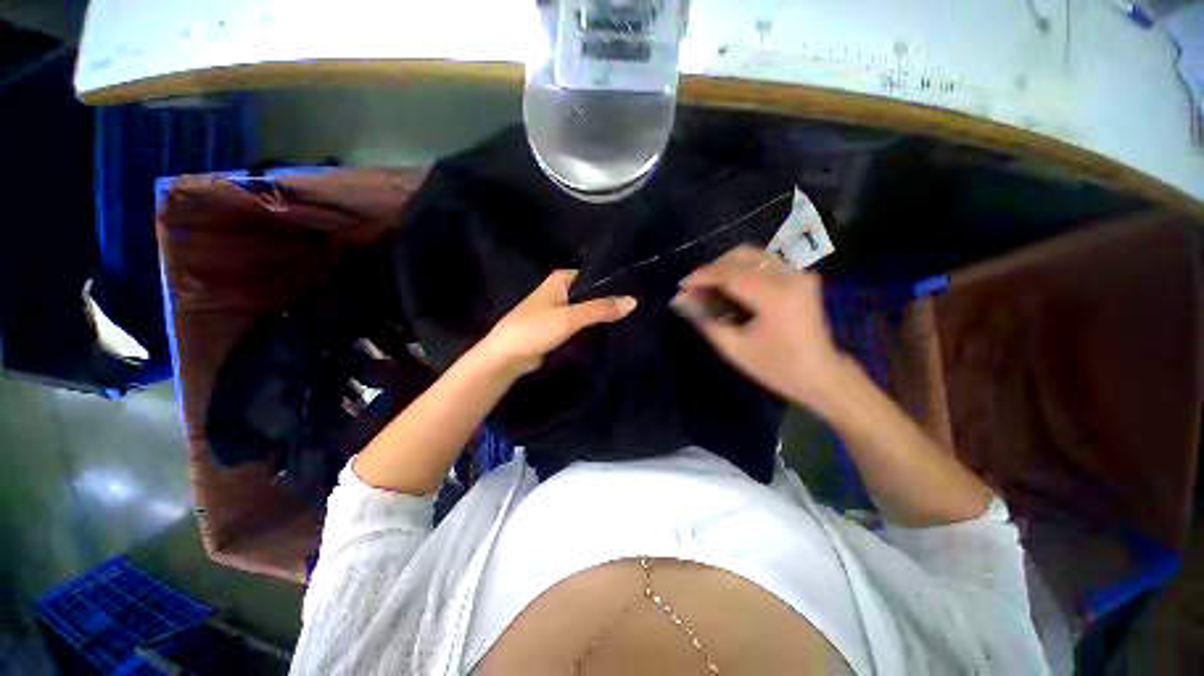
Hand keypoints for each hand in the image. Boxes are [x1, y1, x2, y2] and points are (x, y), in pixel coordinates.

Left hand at [474, 270, 637, 377]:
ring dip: (602, 315)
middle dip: (610, 301)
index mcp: (561, 279)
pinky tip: (612, 331)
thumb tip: (633, 302)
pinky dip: (593, 327)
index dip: (614, 282)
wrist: (507, 357)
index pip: (594, 275)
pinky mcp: (559, 328)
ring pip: (587, 310)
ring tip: (631, 318)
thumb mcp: (570, 317)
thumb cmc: (535, 329)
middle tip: (638, 307)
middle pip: (592, 293)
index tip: (637, 289)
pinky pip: (581, 324)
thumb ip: (600, 309)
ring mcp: (559, 310)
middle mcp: (561, 291)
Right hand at [672, 245, 845, 408]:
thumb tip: (680, 300)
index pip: (730, 273)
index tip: (682, 286)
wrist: (821, 374)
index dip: (702, 276)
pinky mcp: (800, 276)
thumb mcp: (734, 348)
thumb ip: (705, 320)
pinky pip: (764, 262)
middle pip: (741, 256)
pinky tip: (731, 286)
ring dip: (726, 266)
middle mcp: (789, 276)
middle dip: (713, 268)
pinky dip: (742, 269)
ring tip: (709, 287)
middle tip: (695, 288)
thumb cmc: (775, 367)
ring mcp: (798, 273)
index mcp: (775, 296)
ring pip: (753, 255)